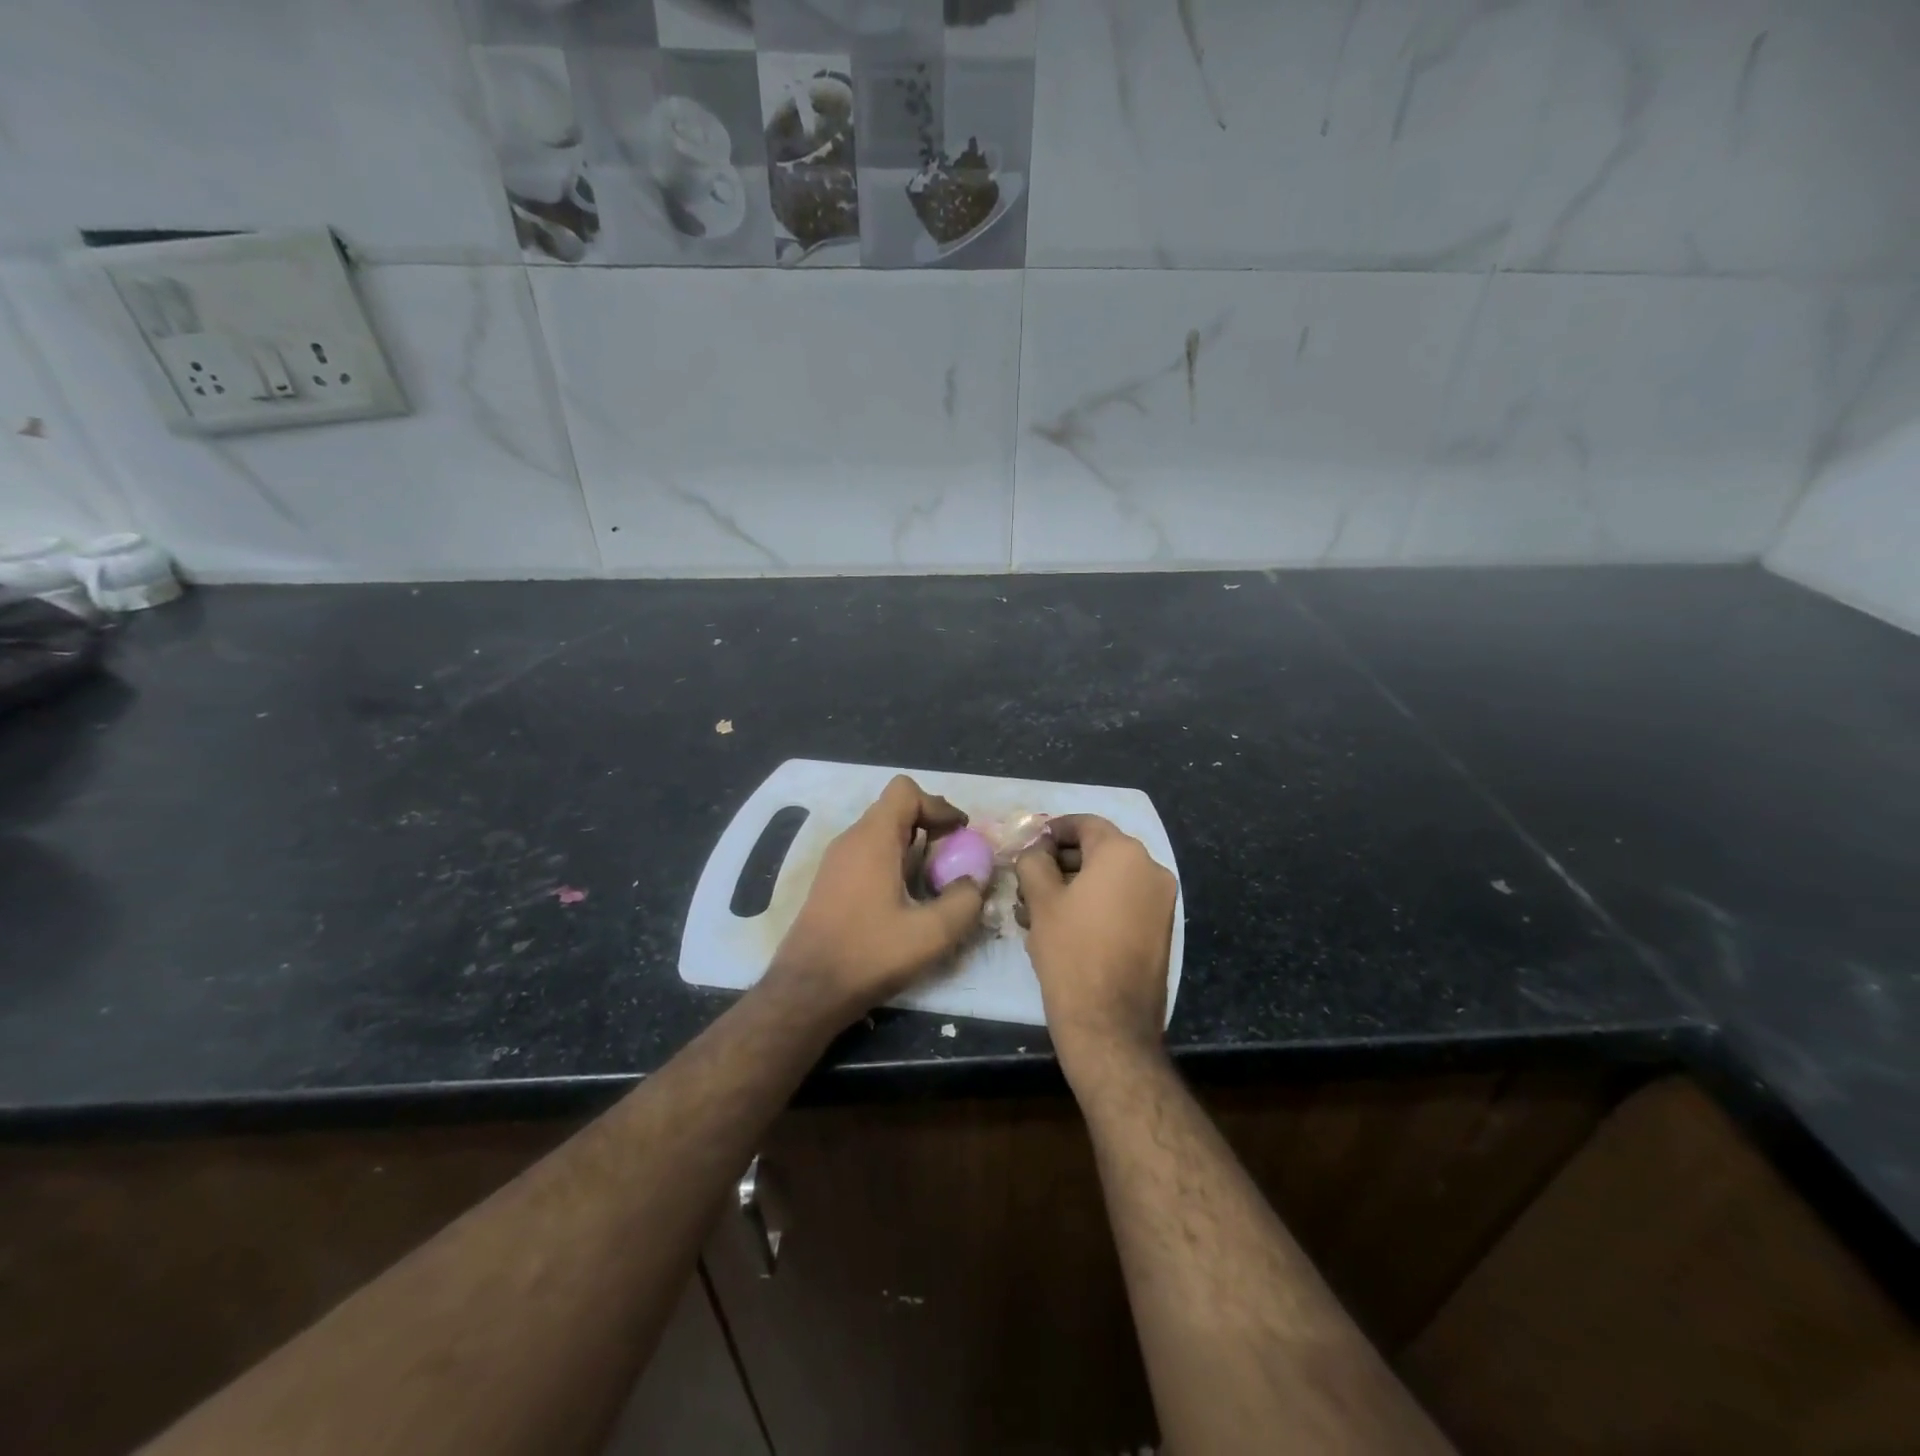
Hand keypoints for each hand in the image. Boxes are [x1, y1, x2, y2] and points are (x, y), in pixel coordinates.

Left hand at [769, 776, 985, 1019]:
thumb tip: (975, 881)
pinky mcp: (830, 883)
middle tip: (953, 857)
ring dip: (912, 846)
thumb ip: (965, 900)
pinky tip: (905, 899)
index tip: (960, 834)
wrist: (807, 991)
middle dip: (930, 825)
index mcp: (873, 839)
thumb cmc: (869, 954)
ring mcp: (835, 861)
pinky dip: (893, 862)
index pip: (905, 791)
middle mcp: (850, 840)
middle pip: (894, 809)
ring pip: (880, 833)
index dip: (938, 806)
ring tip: (934, 880)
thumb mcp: (932, 933)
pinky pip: (867, 854)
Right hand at [1015, 815, 1176, 1075]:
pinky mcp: (1160, 929)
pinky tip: (1062, 926)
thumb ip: (1034, 861)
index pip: (1085, 824)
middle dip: (1060, 863)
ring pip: (1109, 880)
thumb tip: (1036, 850)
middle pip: (1099, 851)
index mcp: (1123, 853)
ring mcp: (1160, 901)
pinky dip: (1095, 905)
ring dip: (1074, 886)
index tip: (1029, 844)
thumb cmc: (1071, 951)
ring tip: (1035, 910)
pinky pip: (1123, 902)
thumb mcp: (1041, 899)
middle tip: (1027, 881)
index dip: (1053, 830)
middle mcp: (1150, 869)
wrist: (1110, 1023)